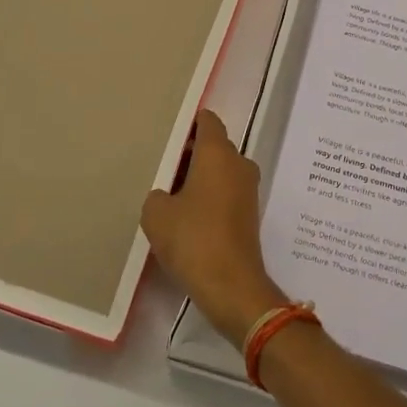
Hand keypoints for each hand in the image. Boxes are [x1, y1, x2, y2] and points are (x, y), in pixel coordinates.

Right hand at [142, 110, 287, 349]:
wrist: (232, 286)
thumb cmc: (193, 240)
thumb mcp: (156, 214)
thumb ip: (157, 194)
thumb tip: (167, 195)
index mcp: (218, 153)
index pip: (207, 121)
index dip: (188, 123)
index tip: (168, 133)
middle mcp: (239, 164)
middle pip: (214, 145)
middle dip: (189, 153)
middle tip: (161, 166)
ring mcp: (248, 189)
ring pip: (220, 170)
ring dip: (199, 177)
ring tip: (169, 193)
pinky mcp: (249, 213)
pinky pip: (226, 192)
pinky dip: (209, 196)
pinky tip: (187, 215)